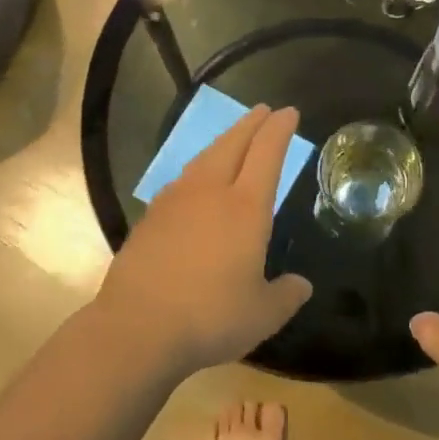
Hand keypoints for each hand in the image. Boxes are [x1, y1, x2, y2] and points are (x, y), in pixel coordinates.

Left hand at [93, 105, 312, 376]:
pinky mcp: (149, 218)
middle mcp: (209, 193)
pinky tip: (194, 183)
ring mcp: (174, 202)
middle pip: (232, 145)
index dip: (279, 130)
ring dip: (222, 143)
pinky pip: (180, 182)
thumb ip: (286, 296)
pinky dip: (196, 171)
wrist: (137, 328)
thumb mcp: (262, 315)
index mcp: (245, 208)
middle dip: (251, 124)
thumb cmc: (210, 318)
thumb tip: (301, 285)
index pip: (266, 154)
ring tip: (232, 139)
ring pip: (203, 159)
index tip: (288, 113)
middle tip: (263, 111)